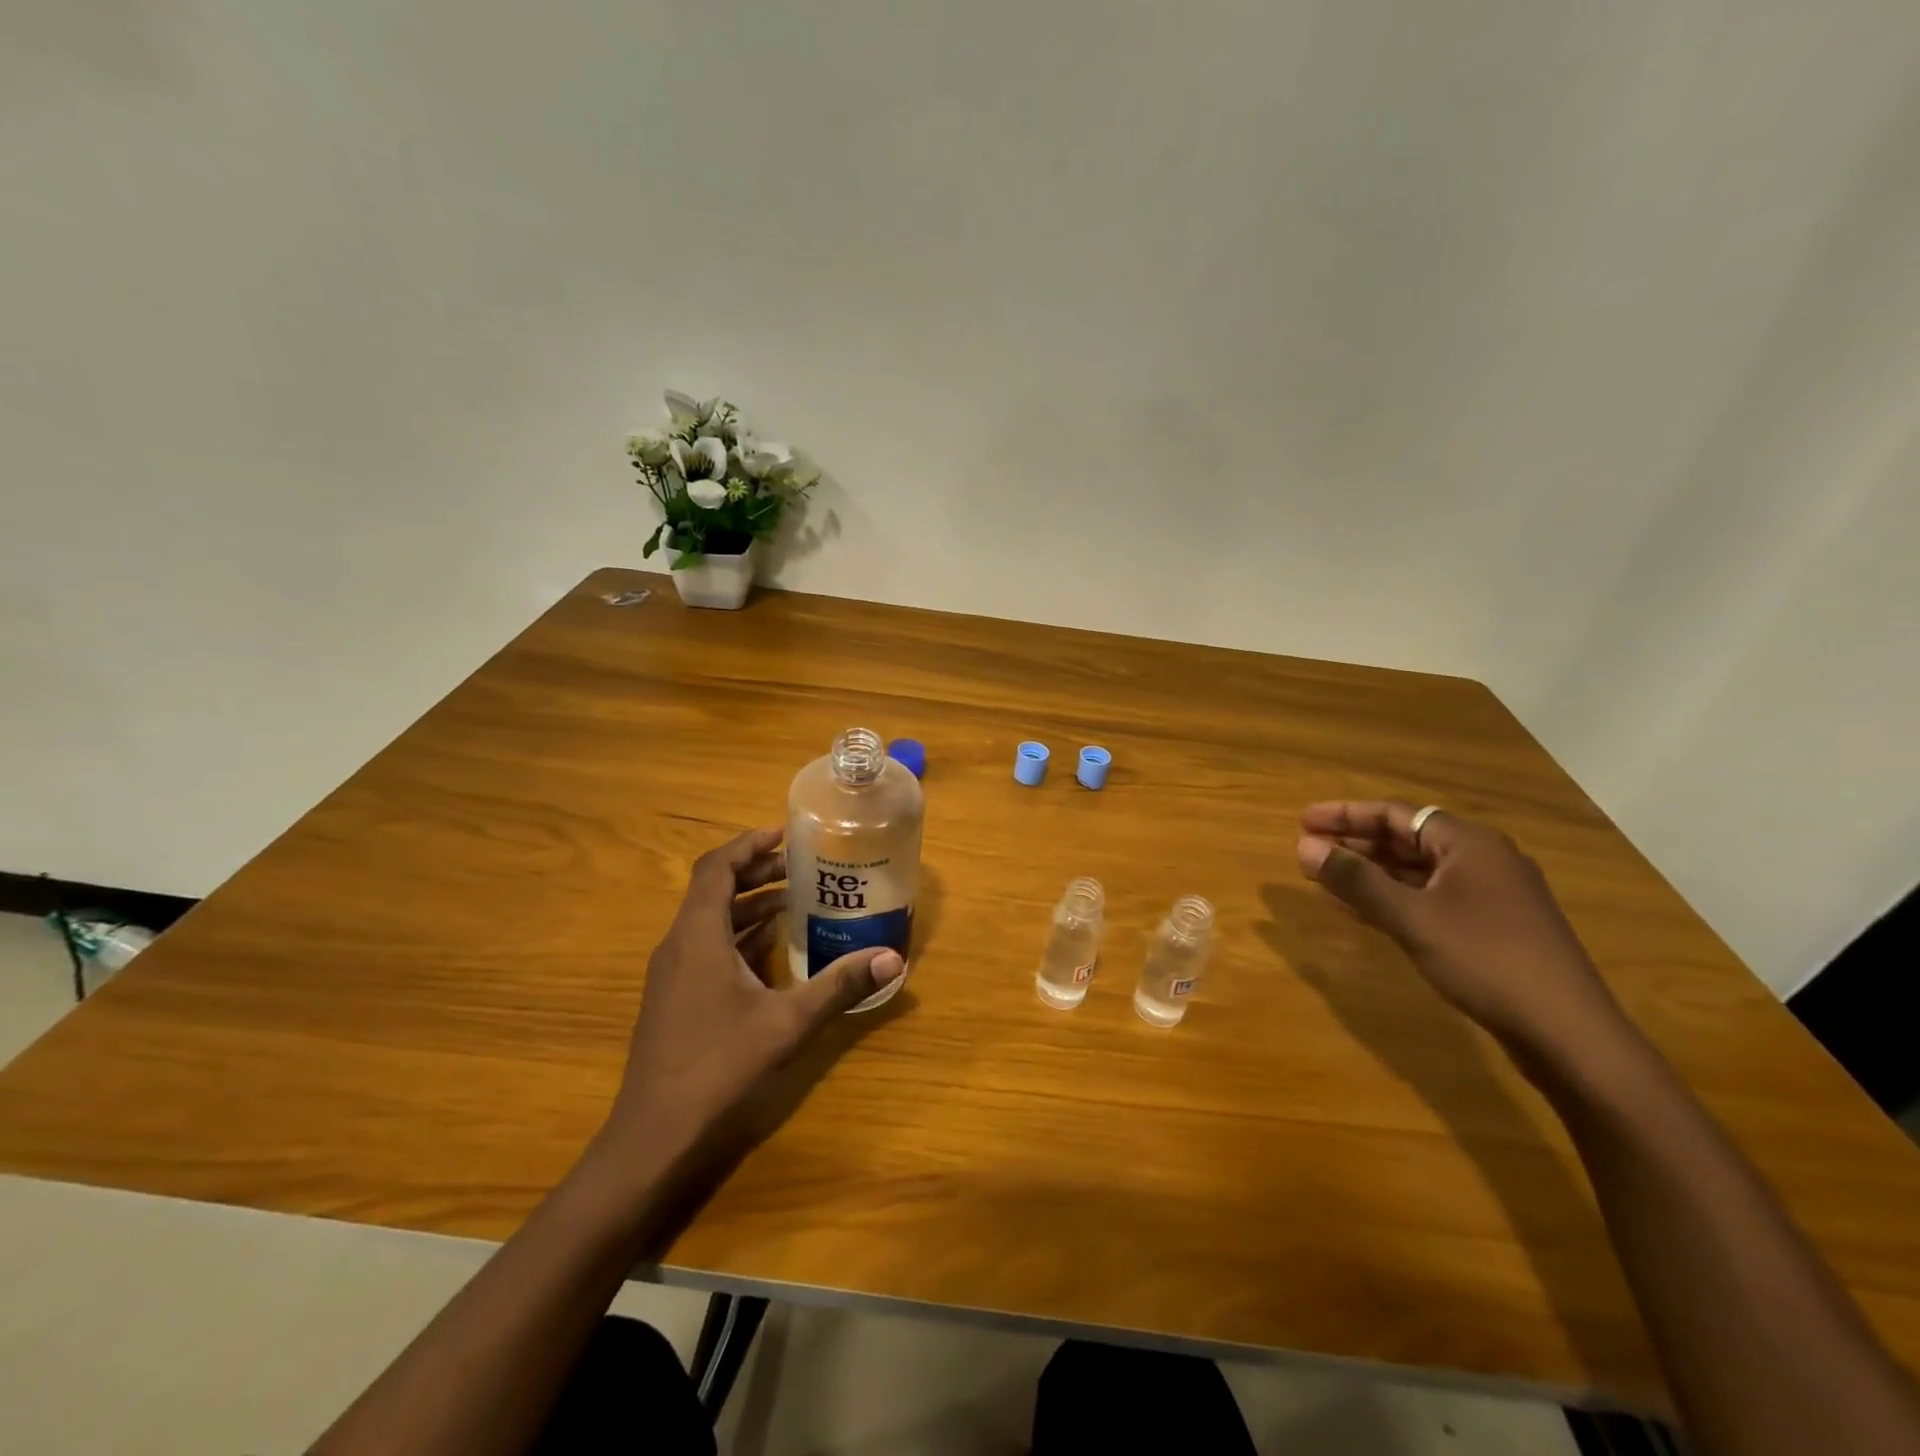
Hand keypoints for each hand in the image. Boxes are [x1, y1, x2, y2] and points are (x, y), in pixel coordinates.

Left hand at [605, 826, 904, 1164]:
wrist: (654, 1139)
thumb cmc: (718, 1067)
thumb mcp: (788, 1023)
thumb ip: (840, 985)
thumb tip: (895, 959)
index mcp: (697, 937)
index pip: (716, 868)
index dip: (748, 844)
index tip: (784, 833)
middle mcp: (679, 947)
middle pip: (714, 891)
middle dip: (755, 872)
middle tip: (799, 866)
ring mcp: (673, 976)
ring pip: (709, 922)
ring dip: (749, 906)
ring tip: (794, 901)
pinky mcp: (675, 1001)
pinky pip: (707, 949)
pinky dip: (739, 937)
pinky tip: (772, 952)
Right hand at [1296, 801, 1625, 1058]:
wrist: (1568, 1033)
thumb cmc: (1486, 960)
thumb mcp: (1411, 917)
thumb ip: (1355, 880)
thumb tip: (1303, 847)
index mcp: (1469, 844)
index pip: (1396, 814)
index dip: (1346, 815)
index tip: (1303, 821)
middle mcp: (1482, 860)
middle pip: (1407, 839)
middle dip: (1355, 843)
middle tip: (1308, 850)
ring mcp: (1490, 896)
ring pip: (1416, 872)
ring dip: (1370, 873)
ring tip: (1324, 877)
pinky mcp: (1491, 928)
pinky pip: (1429, 899)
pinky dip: (1392, 899)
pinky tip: (1361, 910)